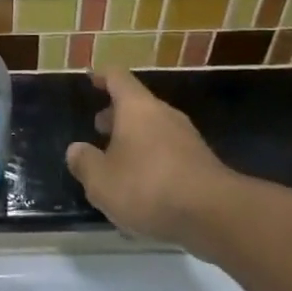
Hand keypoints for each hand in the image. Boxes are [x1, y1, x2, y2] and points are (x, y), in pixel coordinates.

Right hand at [66, 70, 231, 249]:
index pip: (117, 78)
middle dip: (117, 115)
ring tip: (118, 164)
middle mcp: (163, 114)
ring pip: (154, 130)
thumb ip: (84, 163)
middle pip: (137, 105)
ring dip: (135, 141)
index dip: (102, 76)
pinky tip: (144, 189)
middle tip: (99, 129)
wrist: (215, 214)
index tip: (91, 79)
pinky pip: (169, 153)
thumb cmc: (148, 186)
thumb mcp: (101, 181)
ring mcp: (187, 138)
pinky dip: (153, 162)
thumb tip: (76, 150)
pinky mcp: (202, 163)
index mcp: (137, 108)